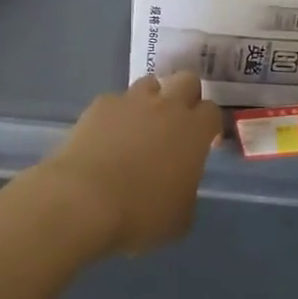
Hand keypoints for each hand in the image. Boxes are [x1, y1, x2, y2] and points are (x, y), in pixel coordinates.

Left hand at [36, 72, 222, 256]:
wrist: (84, 198)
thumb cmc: (140, 213)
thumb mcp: (179, 218)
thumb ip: (187, 191)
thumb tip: (181, 183)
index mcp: (193, 131)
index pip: (213, 111)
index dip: (208, 125)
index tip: (203, 141)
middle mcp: (167, 106)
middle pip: (186, 80)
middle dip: (185, 96)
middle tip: (176, 123)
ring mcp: (132, 100)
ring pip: (150, 83)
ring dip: (151, 99)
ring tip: (140, 125)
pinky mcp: (102, 104)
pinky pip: (116, 101)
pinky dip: (117, 114)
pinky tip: (107, 136)